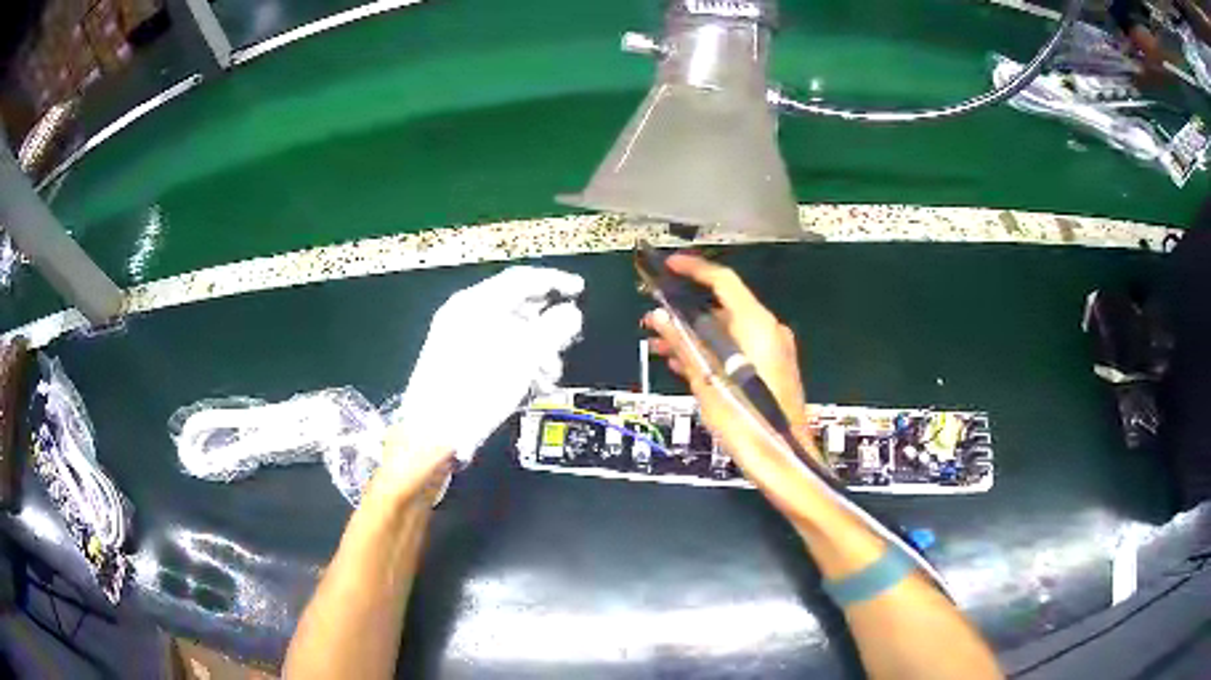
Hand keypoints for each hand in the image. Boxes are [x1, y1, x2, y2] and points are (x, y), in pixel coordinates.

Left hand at [391, 266, 584, 470]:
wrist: (433, 435)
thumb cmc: (477, 391)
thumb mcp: (523, 358)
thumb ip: (552, 330)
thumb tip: (572, 313)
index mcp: (475, 304)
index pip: (521, 279)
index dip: (554, 281)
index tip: (579, 290)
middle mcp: (465, 315)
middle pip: (516, 307)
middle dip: (546, 328)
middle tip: (565, 345)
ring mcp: (458, 339)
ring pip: (509, 334)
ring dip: (536, 351)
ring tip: (548, 377)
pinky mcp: (458, 364)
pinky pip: (496, 352)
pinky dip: (517, 364)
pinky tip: (530, 386)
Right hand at [642, 254, 820, 475]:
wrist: (784, 461)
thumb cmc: (746, 421)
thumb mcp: (707, 382)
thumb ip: (684, 344)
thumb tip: (659, 317)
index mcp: (757, 326)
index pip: (723, 281)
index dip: (693, 269)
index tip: (666, 266)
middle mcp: (768, 330)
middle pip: (724, 306)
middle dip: (685, 310)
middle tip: (652, 315)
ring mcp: (772, 350)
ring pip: (728, 330)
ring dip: (695, 334)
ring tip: (658, 344)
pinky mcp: (771, 368)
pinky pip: (737, 349)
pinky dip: (712, 351)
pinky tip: (682, 362)